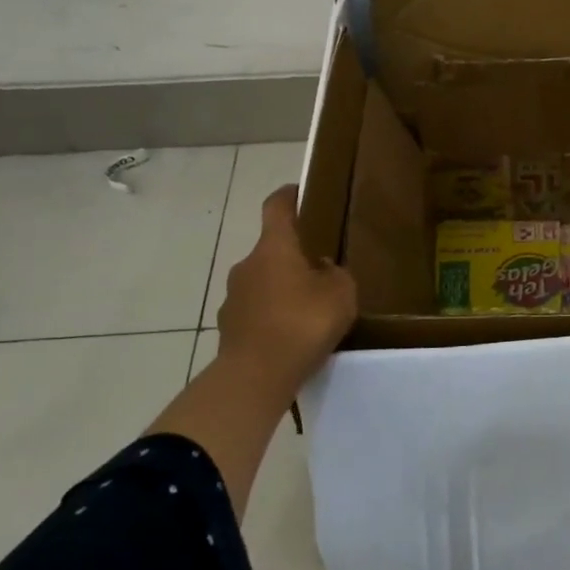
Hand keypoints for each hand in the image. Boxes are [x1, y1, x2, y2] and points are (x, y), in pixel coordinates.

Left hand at [214, 185, 357, 401]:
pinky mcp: (229, 328)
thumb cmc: (302, 323)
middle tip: (320, 270)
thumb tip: (322, 269)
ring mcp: (233, 297)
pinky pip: (255, 312)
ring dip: (281, 288)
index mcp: (274, 247)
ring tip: (307, 310)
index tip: (299, 191)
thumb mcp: (341, 294)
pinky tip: (291, 336)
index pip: (277, 207)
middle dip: (293, 256)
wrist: (255, 377)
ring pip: (262, 282)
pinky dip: (271, 316)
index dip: (288, 196)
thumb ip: (336, 275)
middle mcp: (247, 265)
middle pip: (271, 249)